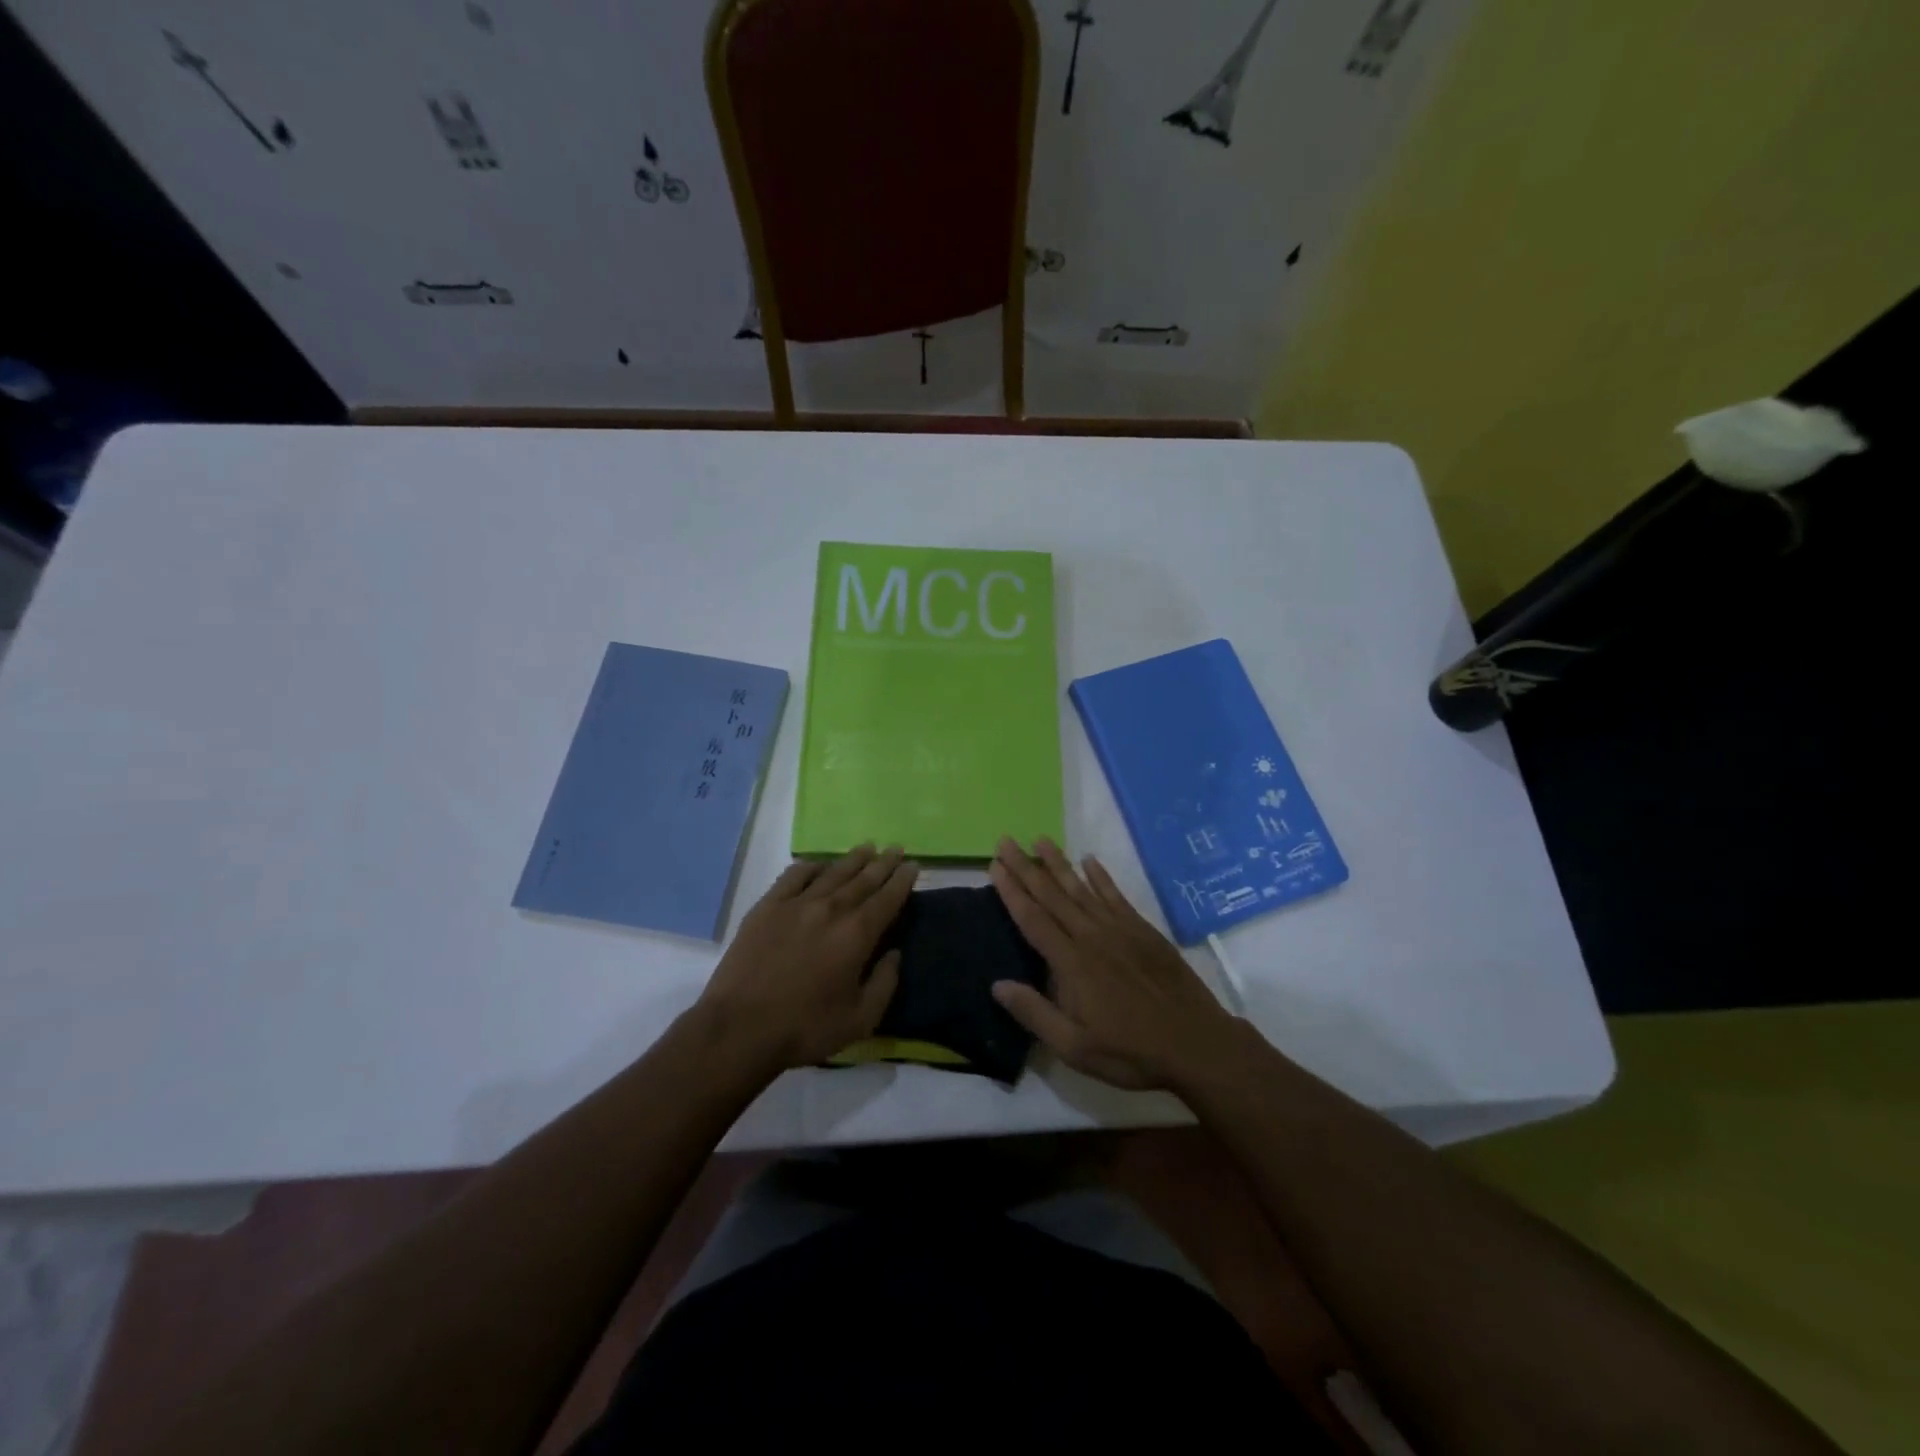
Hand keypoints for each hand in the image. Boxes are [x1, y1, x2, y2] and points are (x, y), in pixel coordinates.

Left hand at [696, 844, 917, 1073]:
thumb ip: (884, 983)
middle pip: (863, 878)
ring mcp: (796, 903)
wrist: (740, 1027)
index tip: (913, 865)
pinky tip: (818, 865)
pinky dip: (811, 866)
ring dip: (853, 859)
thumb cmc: (805, 1027)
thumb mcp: (860, 1019)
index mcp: (857, 934)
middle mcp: (831, 909)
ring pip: (832, 872)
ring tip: (867, 847)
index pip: (887, 898)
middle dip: (883, 863)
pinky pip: (794, 876)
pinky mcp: (767, 906)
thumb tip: (895, 954)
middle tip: (896, 848)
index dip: (902, 880)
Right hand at [988, 837, 1242, 1091]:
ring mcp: (1120, 930)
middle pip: (1052, 895)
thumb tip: (997, 984)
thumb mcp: (1074, 1047)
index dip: (1012, 891)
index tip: (994, 865)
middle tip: (1006, 841)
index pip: (1033, 919)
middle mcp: (1091, 937)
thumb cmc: (1130, 1051)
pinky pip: (1115, 896)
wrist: (1196, 1043)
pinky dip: (1101, 877)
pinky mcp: (1143, 931)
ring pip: (1081, 888)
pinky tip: (1090, 861)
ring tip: (1040, 840)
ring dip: (1059, 863)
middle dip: (1026, 867)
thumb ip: (1034, 1013)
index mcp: (1071, 963)